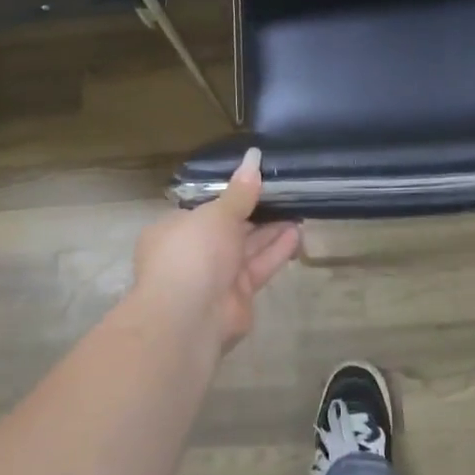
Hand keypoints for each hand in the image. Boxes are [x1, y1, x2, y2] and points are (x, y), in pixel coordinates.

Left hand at [132, 149, 300, 349]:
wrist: (189, 317)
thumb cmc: (193, 253)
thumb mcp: (217, 213)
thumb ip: (240, 191)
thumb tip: (254, 157)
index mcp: (175, 229)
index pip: (206, 208)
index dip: (231, 196)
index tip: (257, 182)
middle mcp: (193, 253)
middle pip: (229, 228)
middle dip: (256, 213)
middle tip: (286, 194)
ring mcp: (214, 277)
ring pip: (246, 248)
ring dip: (271, 231)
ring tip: (299, 210)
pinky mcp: (237, 296)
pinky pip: (258, 267)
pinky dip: (276, 251)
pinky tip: (297, 234)